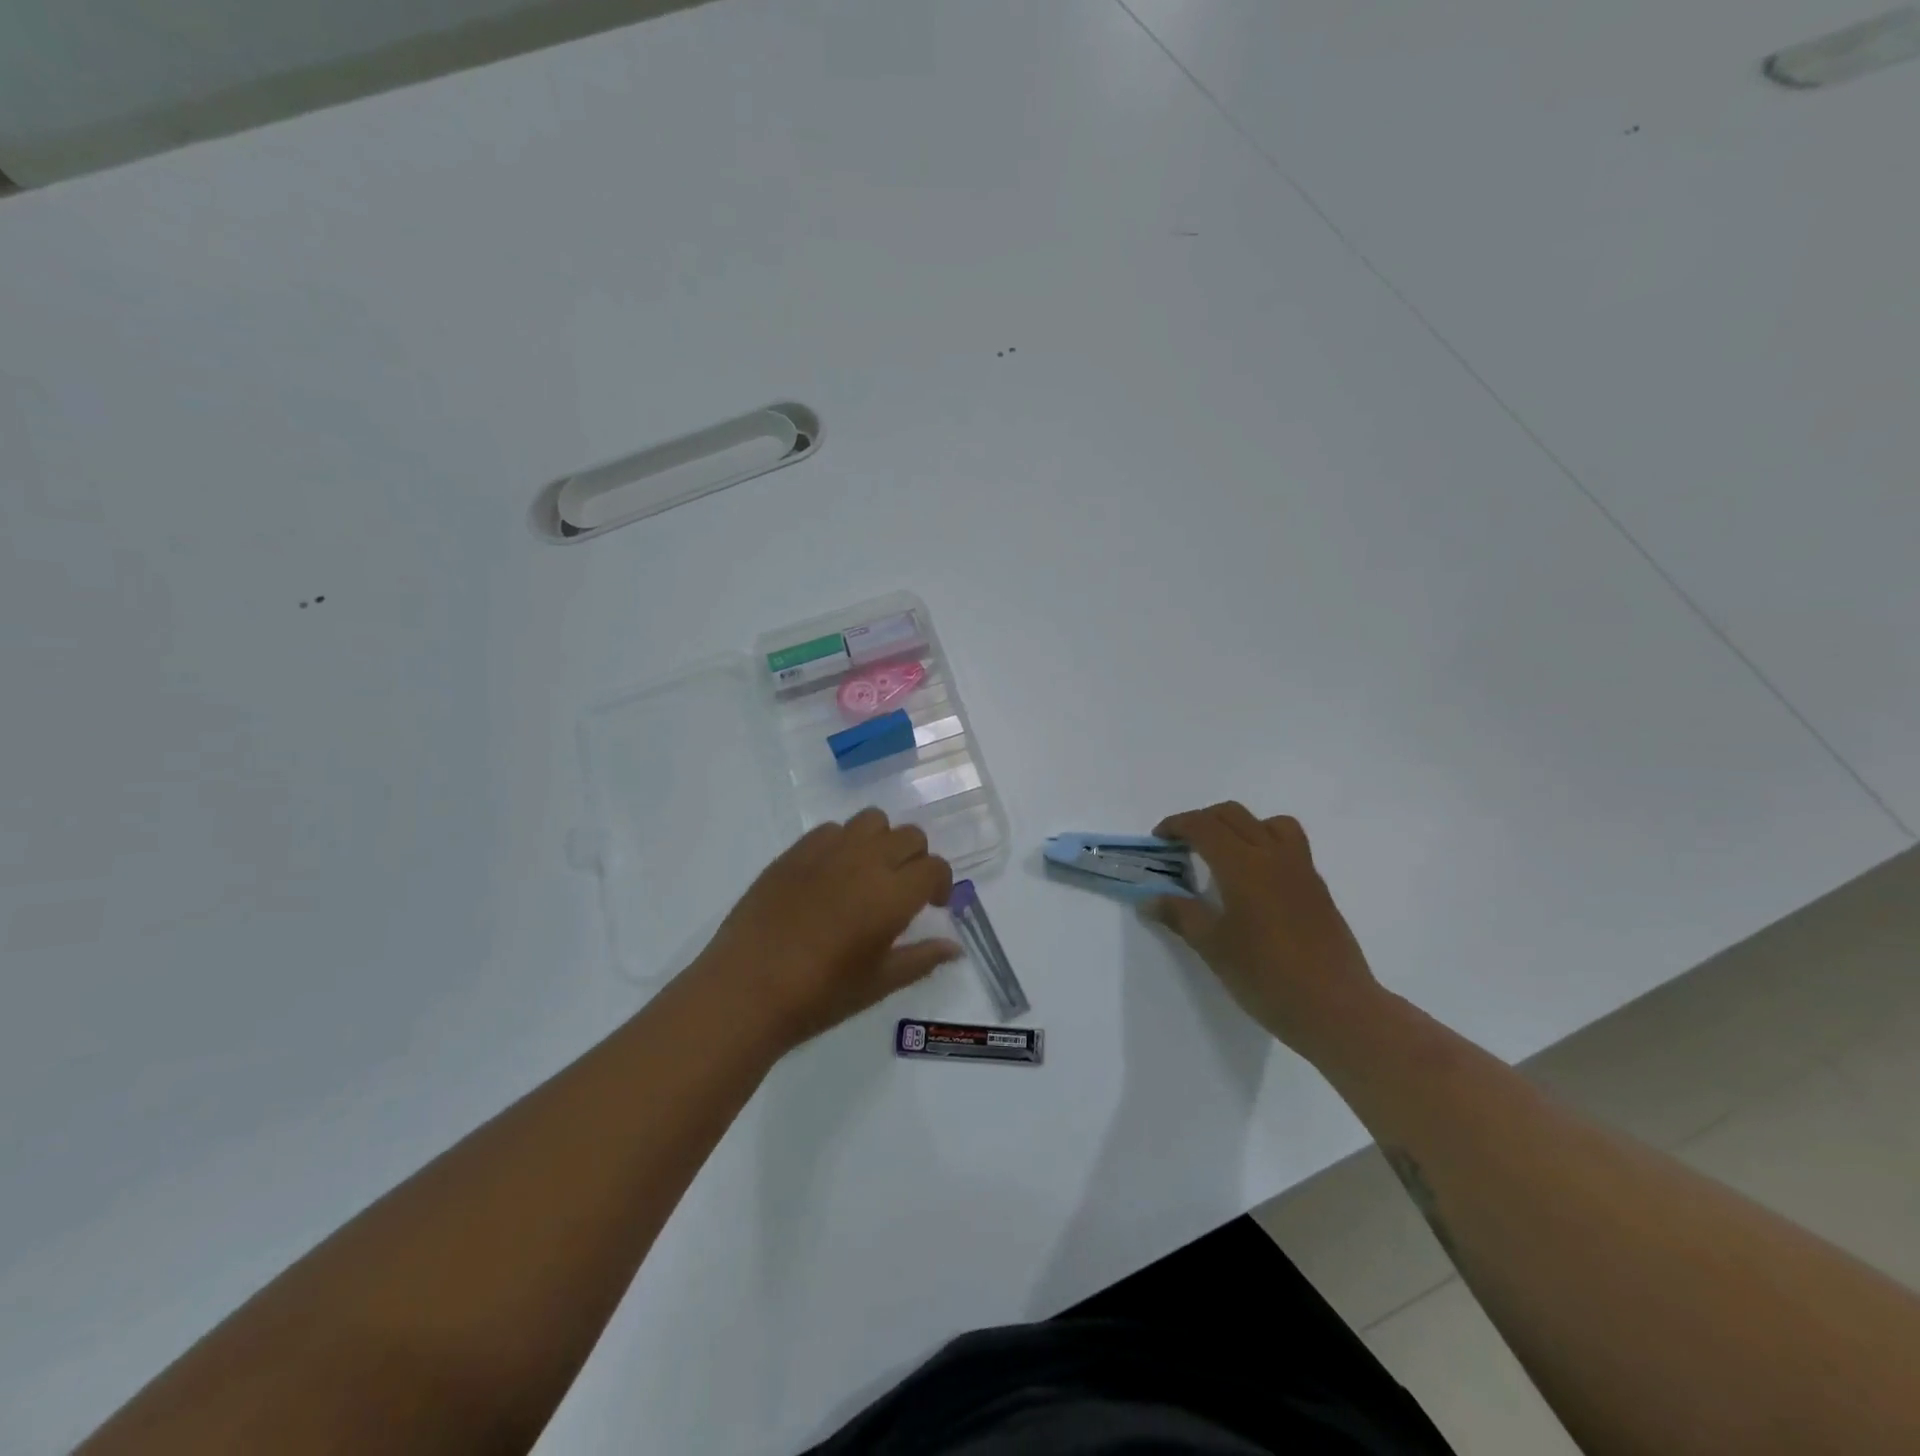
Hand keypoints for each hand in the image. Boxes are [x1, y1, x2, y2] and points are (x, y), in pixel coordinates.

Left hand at [698, 808, 959, 1050]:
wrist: (746, 989)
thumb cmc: (819, 995)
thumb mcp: (878, 984)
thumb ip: (921, 958)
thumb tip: (954, 947)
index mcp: (892, 894)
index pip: (934, 867)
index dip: (941, 883)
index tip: (933, 905)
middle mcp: (865, 861)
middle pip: (909, 836)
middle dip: (916, 859)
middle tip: (903, 891)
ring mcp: (827, 851)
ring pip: (872, 821)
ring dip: (882, 841)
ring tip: (869, 874)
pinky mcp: (794, 852)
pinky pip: (832, 829)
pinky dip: (844, 843)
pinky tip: (831, 876)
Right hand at [1144, 802, 1382, 1052]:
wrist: (1336, 1008)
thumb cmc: (1266, 977)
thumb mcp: (1213, 947)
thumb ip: (1180, 915)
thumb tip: (1150, 899)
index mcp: (1242, 865)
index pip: (1203, 826)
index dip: (1176, 825)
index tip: (1159, 840)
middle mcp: (1273, 856)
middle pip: (1233, 815)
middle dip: (1202, 821)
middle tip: (1182, 846)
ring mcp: (1301, 869)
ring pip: (1268, 823)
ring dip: (1239, 826)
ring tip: (1224, 855)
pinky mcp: (1317, 887)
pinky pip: (1289, 845)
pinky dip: (1264, 843)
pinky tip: (1254, 881)